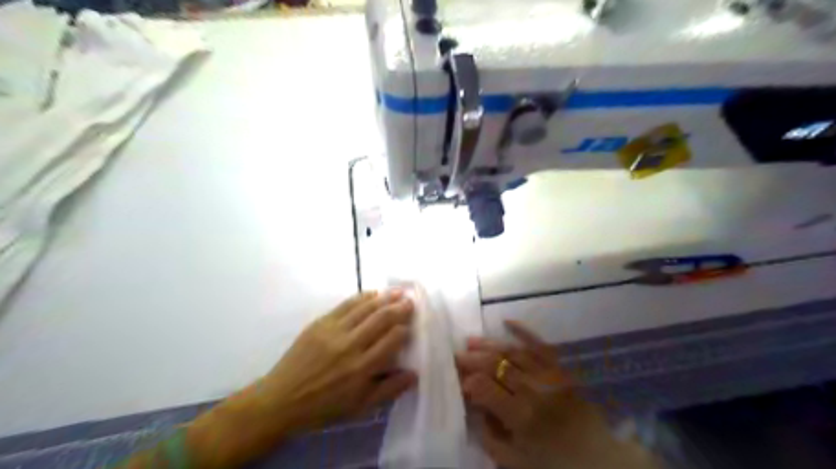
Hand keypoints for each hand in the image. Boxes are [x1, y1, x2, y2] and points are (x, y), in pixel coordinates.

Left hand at [261, 290, 417, 431]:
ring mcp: (334, 331)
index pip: (392, 339)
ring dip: (385, 298)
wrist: (282, 399)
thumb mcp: (360, 408)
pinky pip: (346, 305)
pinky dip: (362, 297)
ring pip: (365, 308)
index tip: (411, 325)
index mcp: (362, 368)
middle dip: (400, 308)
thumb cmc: (324, 407)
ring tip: (398, 292)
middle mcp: (350, 345)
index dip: (405, 329)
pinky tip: (372, 294)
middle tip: (410, 301)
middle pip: (382, 318)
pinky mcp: (320, 323)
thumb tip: (414, 374)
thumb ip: (389, 390)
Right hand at [456, 323, 658, 468]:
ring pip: (513, 352)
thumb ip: (489, 436)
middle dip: (472, 359)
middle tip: (455, 355)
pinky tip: (506, 321)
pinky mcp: (561, 368)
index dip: (468, 381)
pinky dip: (523, 331)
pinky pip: (540, 344)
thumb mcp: (515, 461)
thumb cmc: (553, 463)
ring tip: (470, 340)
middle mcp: (534, 389)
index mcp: (522, 416)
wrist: (599, 459)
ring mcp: (549, 375)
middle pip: (496, 365)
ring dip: (489, 344)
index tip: (457, 380)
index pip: (485, 388)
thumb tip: (474, 408)